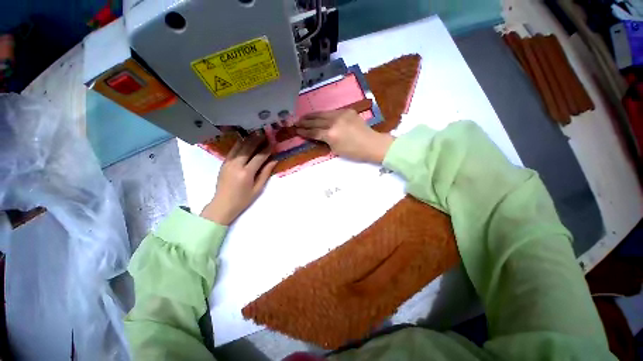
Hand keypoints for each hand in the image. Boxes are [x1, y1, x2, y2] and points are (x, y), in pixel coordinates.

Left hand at [201, 135, 277, 224]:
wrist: (222, 204)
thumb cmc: (243, 199)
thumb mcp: (257, 188)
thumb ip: (265, 173)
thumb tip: (274, 160)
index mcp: (246, 173)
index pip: (259, 157)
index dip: (267, 149)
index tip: (273, 142)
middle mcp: (236, 165)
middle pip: (248, 147)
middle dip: (257, 139)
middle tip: (265, 133)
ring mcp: (228, 163)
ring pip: (239, 146)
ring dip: (248, 139)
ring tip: (256, 134)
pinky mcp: (224, 163)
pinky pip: (233, 150)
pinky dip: (240, 143)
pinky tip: (245, 140)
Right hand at [295, 109, 393, 162]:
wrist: (371, 144)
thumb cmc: (354, 152)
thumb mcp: (336, 150)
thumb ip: (325, 141)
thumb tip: (318, 136)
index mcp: (330, 134)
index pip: (313, 132)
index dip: (304, 131)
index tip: (297, 130)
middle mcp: (334, 122)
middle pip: (316, 121)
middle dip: (305, 122)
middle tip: (296, 121)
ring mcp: (341, 114)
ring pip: (322, 114)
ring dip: (312, 115)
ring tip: (304, 116)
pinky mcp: (347, 111)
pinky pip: (332, 112)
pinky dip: (324, 114)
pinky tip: (319, 115)